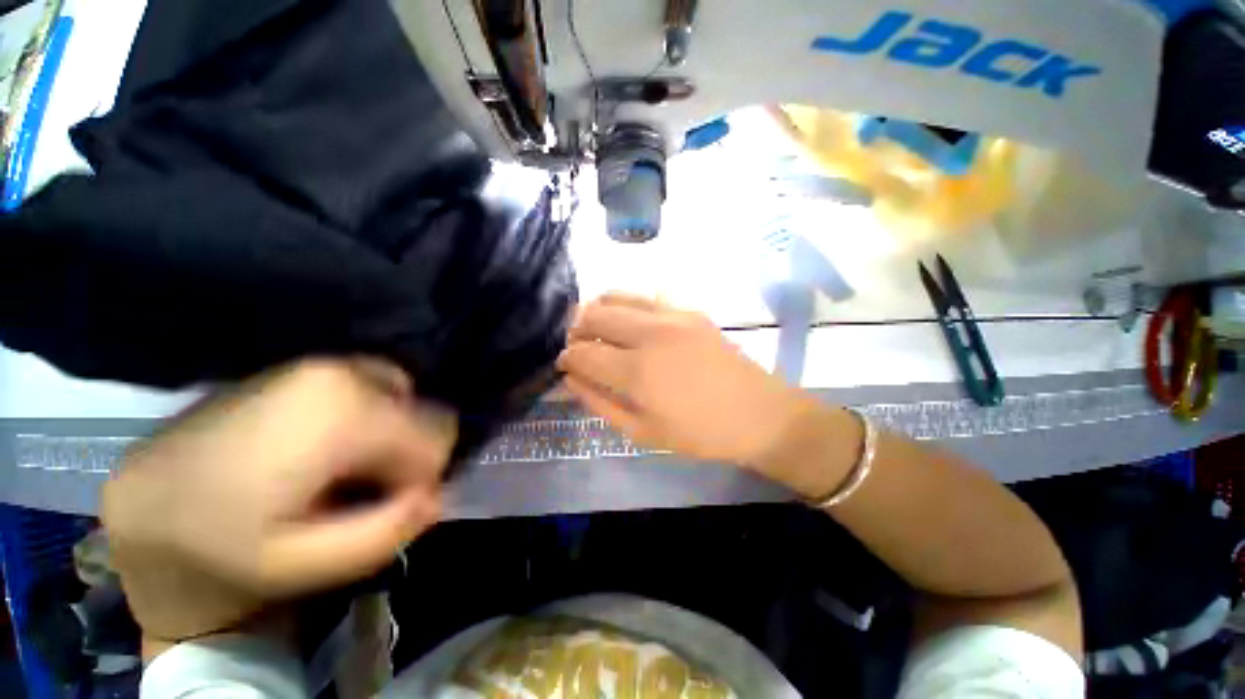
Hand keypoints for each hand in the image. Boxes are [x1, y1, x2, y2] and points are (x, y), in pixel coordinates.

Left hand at [101, 359, 455, 644]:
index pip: (437, 436)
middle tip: (360, 494)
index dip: (424, 476)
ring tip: (341, 472)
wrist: (143, 505)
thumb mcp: (304, 565)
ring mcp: (320, 363)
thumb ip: (388, 531)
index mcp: (343, 414)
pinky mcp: (304, 365)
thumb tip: (437, 497)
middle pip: (423, 414)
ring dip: (390, 436)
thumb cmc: (219, 546)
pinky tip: (329, 447)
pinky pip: (374, 386)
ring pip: (403, 398)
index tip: (385, 506)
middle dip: (406, 455)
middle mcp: (339, 374)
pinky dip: (372, 416)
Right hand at [557, 294, 817, 468]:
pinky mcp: (688, 309)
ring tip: (598, 330)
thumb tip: (571, 378)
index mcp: (637, 372)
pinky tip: (628, 322)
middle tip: (579, 347)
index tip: (565, 365)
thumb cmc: (699, 433)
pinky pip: (644, 295)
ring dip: (597, 311)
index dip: (567, 358)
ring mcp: (671, 315)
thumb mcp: (643, 432)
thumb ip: (600, 403)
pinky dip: (625, 304)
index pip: (583, 353)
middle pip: (593, 314)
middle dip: (576, 329)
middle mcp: (650, 334)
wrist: (757, 413)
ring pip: (616, 295)